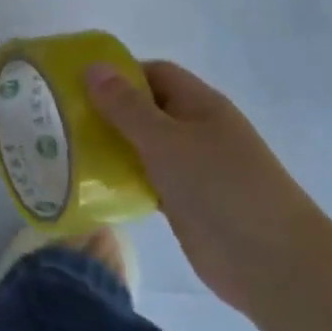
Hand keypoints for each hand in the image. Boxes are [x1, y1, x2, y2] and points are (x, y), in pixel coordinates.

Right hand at [85, 60, 327, 313]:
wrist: (273, 263)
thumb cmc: (221, 187)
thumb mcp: (167, 140)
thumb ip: (126, 106)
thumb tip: (92, 67)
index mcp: (199, 105)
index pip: (153, 73)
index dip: (117, 73)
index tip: (75, 83)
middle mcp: (195, 130)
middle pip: (144, 109)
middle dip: (105, 110)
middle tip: (58, 117)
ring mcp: (191, 168)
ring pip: (141, 146)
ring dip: (109, 146)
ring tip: (62, 148)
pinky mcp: (184, 202)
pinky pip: (145, 179)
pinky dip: (121, 178)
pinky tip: (89, 184)